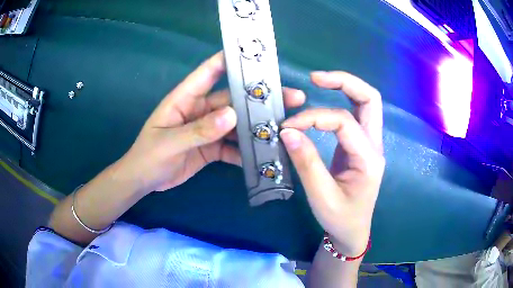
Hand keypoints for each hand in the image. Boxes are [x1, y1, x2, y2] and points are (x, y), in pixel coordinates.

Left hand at [119, 52, 305, 193]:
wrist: (144, 181)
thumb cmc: (149, 156)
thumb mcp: (169, 143)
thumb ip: (198, 130)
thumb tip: (232, 115)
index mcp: (185, 99)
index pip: (209, 72)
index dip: (230, 60)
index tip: (256, 55)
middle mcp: (200, 110)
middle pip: (233, 99)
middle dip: (260, 98)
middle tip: (292, 97)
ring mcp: (208, 129)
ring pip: (237, 123)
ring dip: (258, 125)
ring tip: (286, 126)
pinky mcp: (212, 147)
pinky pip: (233, 146)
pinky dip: (247, 150)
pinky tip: (264, 154)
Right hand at [280, 71, 384, 256]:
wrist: (352, 231)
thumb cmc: (340, 218)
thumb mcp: (321, 196)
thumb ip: (306, 163)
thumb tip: (287, 132)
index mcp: (368, 159)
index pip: (343, 122)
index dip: (313, 118)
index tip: (287, 127)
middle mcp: (373, 146)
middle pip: (370, 99)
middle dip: (344, 82)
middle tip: (315, 78)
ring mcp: (369, 144)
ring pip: (366, 103)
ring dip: (344, 87)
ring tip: (318, 82)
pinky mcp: (359, 146)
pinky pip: (354, 115)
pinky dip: (339, 101)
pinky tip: (322, 103)